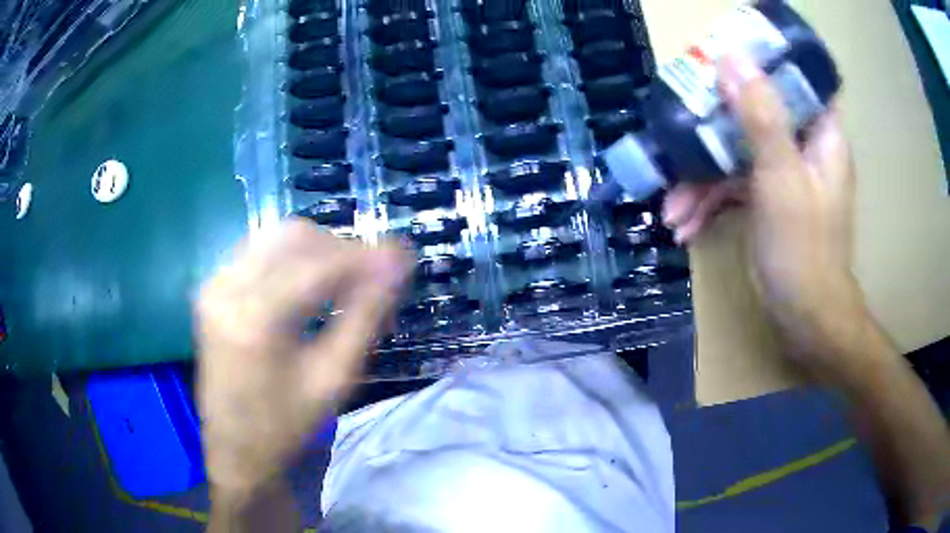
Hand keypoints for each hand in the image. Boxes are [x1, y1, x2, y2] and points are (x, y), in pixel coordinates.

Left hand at [196, 219, 413, 493]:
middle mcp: (227, 288)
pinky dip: (291, 259)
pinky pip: (258, 251)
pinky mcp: (212, 288)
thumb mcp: (334, 378)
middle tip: (371, 277)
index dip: (365, 256)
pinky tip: (308, 285)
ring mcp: (214, 284)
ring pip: (276, 237)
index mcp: (255, 319)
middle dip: (340, 249)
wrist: (236, 449)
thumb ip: (365, 316)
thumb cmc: (287, 425)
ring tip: (344, 281)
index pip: (319, 264)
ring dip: (317, 250)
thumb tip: (396, 267)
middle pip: (295, 236)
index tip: (402, 257)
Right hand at [664, 54, 866, 380]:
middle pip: (758, 110)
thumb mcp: (781, 177)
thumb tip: (731, 58)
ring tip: (672, 209)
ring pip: (739, 151)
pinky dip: (710, 202)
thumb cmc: (803, 248)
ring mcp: (784, 174)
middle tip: (679, 126)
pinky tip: (684, 225)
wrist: (805, 317)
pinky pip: (735, 184)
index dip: (767, 61)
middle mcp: (804, 147)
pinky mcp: (768, 198)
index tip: (728, 58)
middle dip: (715, 124)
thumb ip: (760, 116)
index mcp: (821, 134)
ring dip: (703, 177)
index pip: (799, 77)